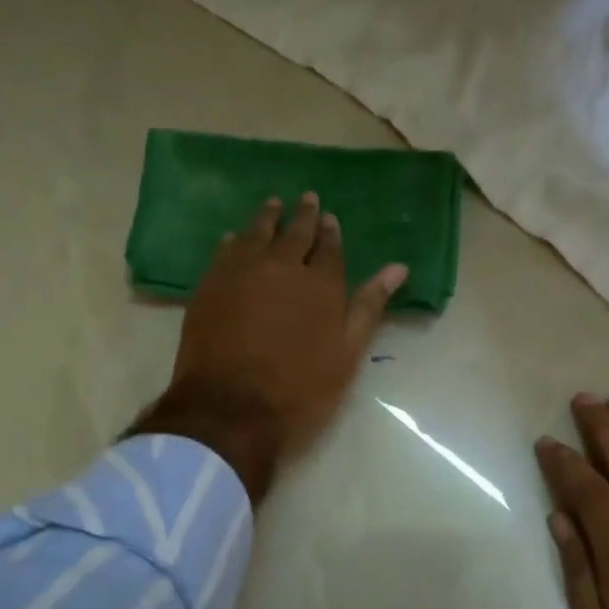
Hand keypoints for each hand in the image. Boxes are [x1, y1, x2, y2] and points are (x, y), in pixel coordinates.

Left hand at [131, 193, 405, 501]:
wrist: (229, 410)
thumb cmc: (298, 392)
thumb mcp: (346, 356)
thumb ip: (368, 308)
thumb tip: (398, 268)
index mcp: (321, 285)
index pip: (330, 248)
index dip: (330, 233)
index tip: (330, 219)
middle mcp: (282, 267)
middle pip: (295, 233)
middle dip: (303, 215)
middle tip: (307, 199)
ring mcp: (241, 272)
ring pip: (257, 233)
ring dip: (268, 218)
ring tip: (273, 205)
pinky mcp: (209, 285)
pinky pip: (225, 251)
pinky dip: (235, 241)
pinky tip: (235, 238)